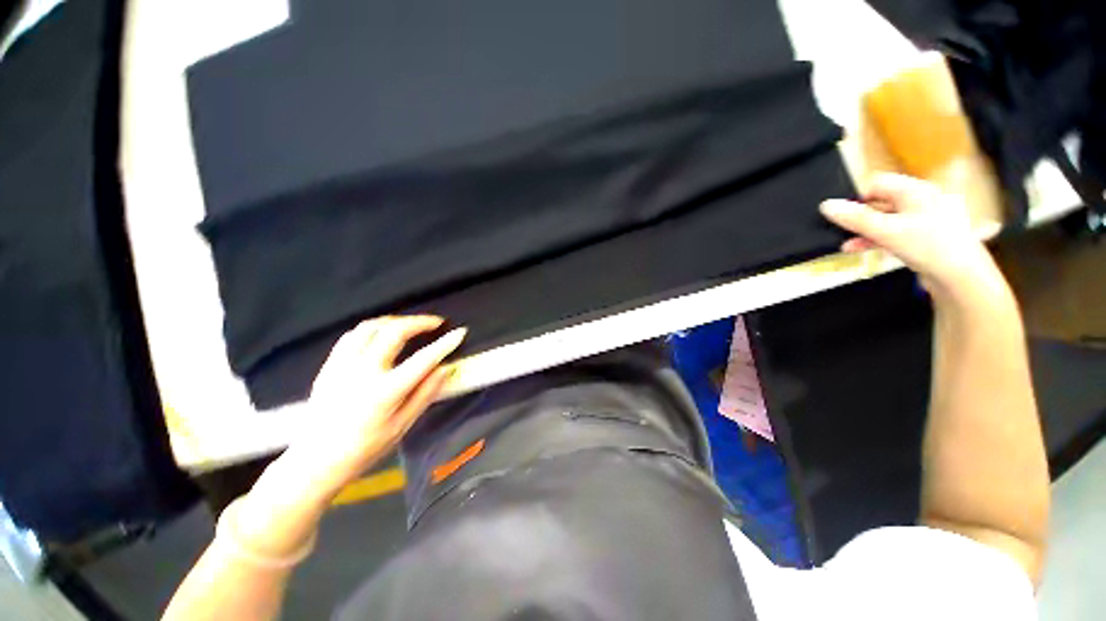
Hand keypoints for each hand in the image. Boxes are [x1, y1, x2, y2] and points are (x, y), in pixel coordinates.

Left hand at [231, 316, 463, 558]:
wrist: (314, 462)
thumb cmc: (364, 449)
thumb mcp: (402, 426)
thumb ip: (425, 394)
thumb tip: (445, 369)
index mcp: (385, 391)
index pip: (423, 359)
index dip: (444, 344)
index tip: (460, 332)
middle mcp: (363, 372)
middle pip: (394, 332)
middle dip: (419, 322)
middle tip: (436, 323)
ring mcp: (342, 366)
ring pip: (371, 327)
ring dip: (395, 321)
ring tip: (411, 325)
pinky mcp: (329, 366)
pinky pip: (352, 335)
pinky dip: (373, 329)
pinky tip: (382, 334)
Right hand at [819, 173, 1005, 300]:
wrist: (962, 277)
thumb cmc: (928, 246)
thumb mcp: (886, 231)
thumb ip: (855, 218)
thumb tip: (826, 205)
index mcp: (916, 190)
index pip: (878, 183)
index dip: (858, 198)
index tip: (844, 217)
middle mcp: (922, 200)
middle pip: (881, 202)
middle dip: (860, 218)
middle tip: (843, 232)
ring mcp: (926, 219)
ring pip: (887, 220)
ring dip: (866, 232)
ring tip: (848, 246)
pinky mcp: (926, 237)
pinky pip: (897, 232)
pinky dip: (879, 240)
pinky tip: (863, 250)